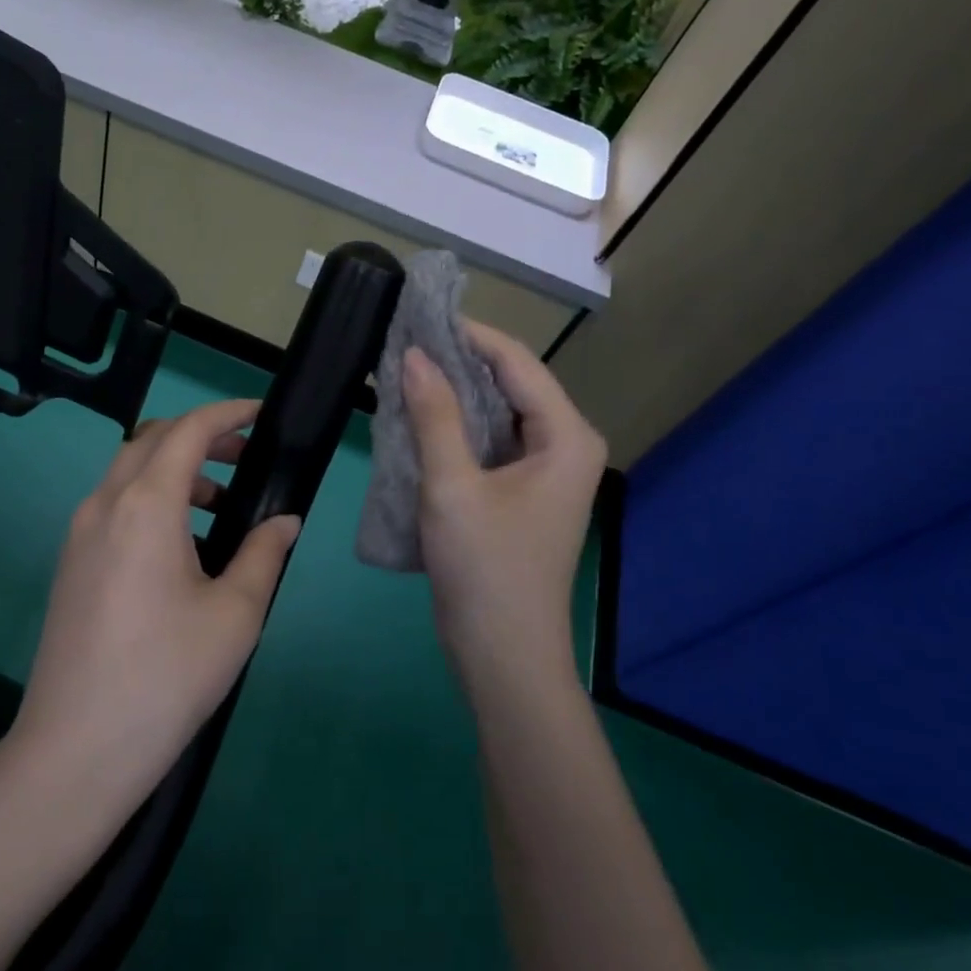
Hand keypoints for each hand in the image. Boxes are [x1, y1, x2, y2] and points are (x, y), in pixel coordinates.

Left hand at [10, 400, 301, 810]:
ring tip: (218, 503)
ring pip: (128, 470)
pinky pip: (113, 503)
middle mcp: (104, 504)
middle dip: (200, 436)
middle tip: (245, 457)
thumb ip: (263, 554)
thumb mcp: (235, 614)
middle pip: (152, 439)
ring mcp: (79, 533)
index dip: (227, 413)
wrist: (75, 751)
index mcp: (145, 505)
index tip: (260, 414)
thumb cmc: (166, 677)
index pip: (188, 431)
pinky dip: (150, 497)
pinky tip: (180, 544)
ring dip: (174, 468)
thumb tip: (284, 520)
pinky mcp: (70, 562)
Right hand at [401, 321, 607, 696]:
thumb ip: (434, 414)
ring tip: (405, 370)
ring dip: (454, 392)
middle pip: (510, 383)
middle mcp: (565, 445)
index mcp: (565, 436)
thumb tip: (412, 354)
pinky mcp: (524, 491)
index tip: (419, 316)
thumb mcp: (452, 485)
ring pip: (498, 411)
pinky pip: (491, 440)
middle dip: (459, 361)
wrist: (503, 655)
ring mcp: (546, 470)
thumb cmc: (484, 567)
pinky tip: (420, 416)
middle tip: (404, 341)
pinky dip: (457, 425)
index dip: (468, 334)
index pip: (516, 363)